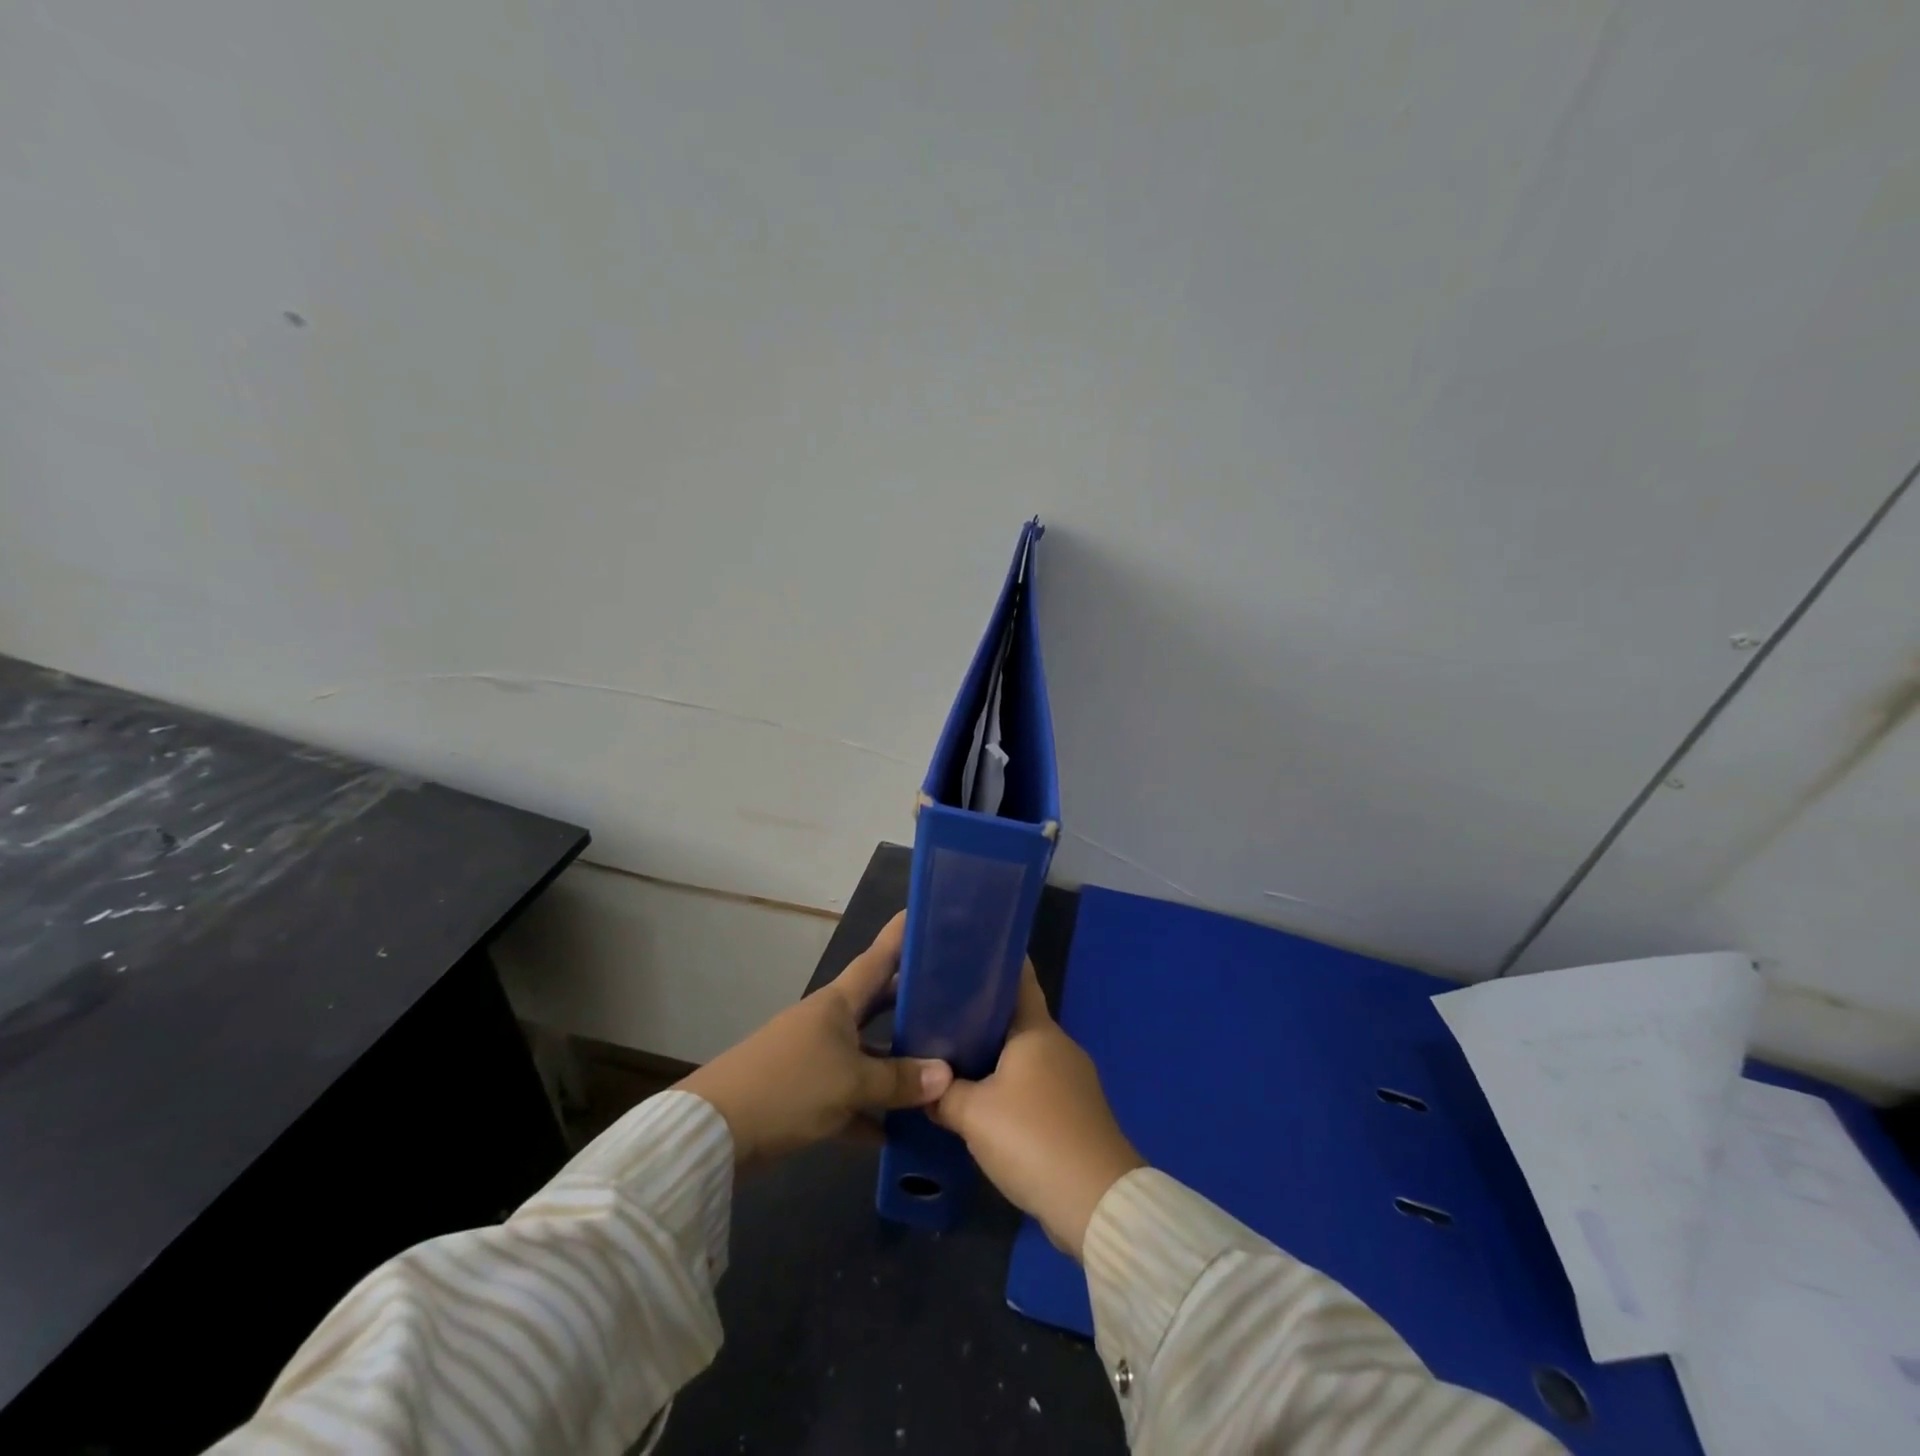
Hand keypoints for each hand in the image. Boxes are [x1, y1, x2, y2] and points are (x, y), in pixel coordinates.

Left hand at [679, 912, 951, 1165]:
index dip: (900, 935)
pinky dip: (871, 1111)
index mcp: (837, 1003)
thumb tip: (946, 1074)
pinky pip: (849, 1097)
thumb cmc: (788, 1087)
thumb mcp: (851, 1083)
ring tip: (941, 1065)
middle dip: (910, 1001)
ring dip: (896, 1062)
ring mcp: (814, 1058)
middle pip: (876, 1005)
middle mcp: (828, 1022)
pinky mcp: (804, 1095)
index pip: (878, 959)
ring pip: (866, 1053)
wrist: (714, 1132)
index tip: (926, 912)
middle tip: (954, 995)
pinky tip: (899, 1132)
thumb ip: (899, 1080)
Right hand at [929, 961, 1143, 1260]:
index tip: (962, 957)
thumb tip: (923, 1085)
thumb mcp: (973, 1114)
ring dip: (995, 1058)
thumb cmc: (1032, 1138)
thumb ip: (943, 1094)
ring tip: (953, 1060)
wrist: (1096, 1202)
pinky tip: (984, 1103)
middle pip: (1016, 1020)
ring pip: (1025, 1056)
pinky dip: (1011, 1088)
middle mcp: (1059, 1045)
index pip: (1018, 979)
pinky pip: (1037, 1086)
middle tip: (939, 1017)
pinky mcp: (1077, 1112)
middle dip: (981, 1017)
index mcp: (1037, 1030)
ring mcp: (1073, 1079)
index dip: (993, 964)